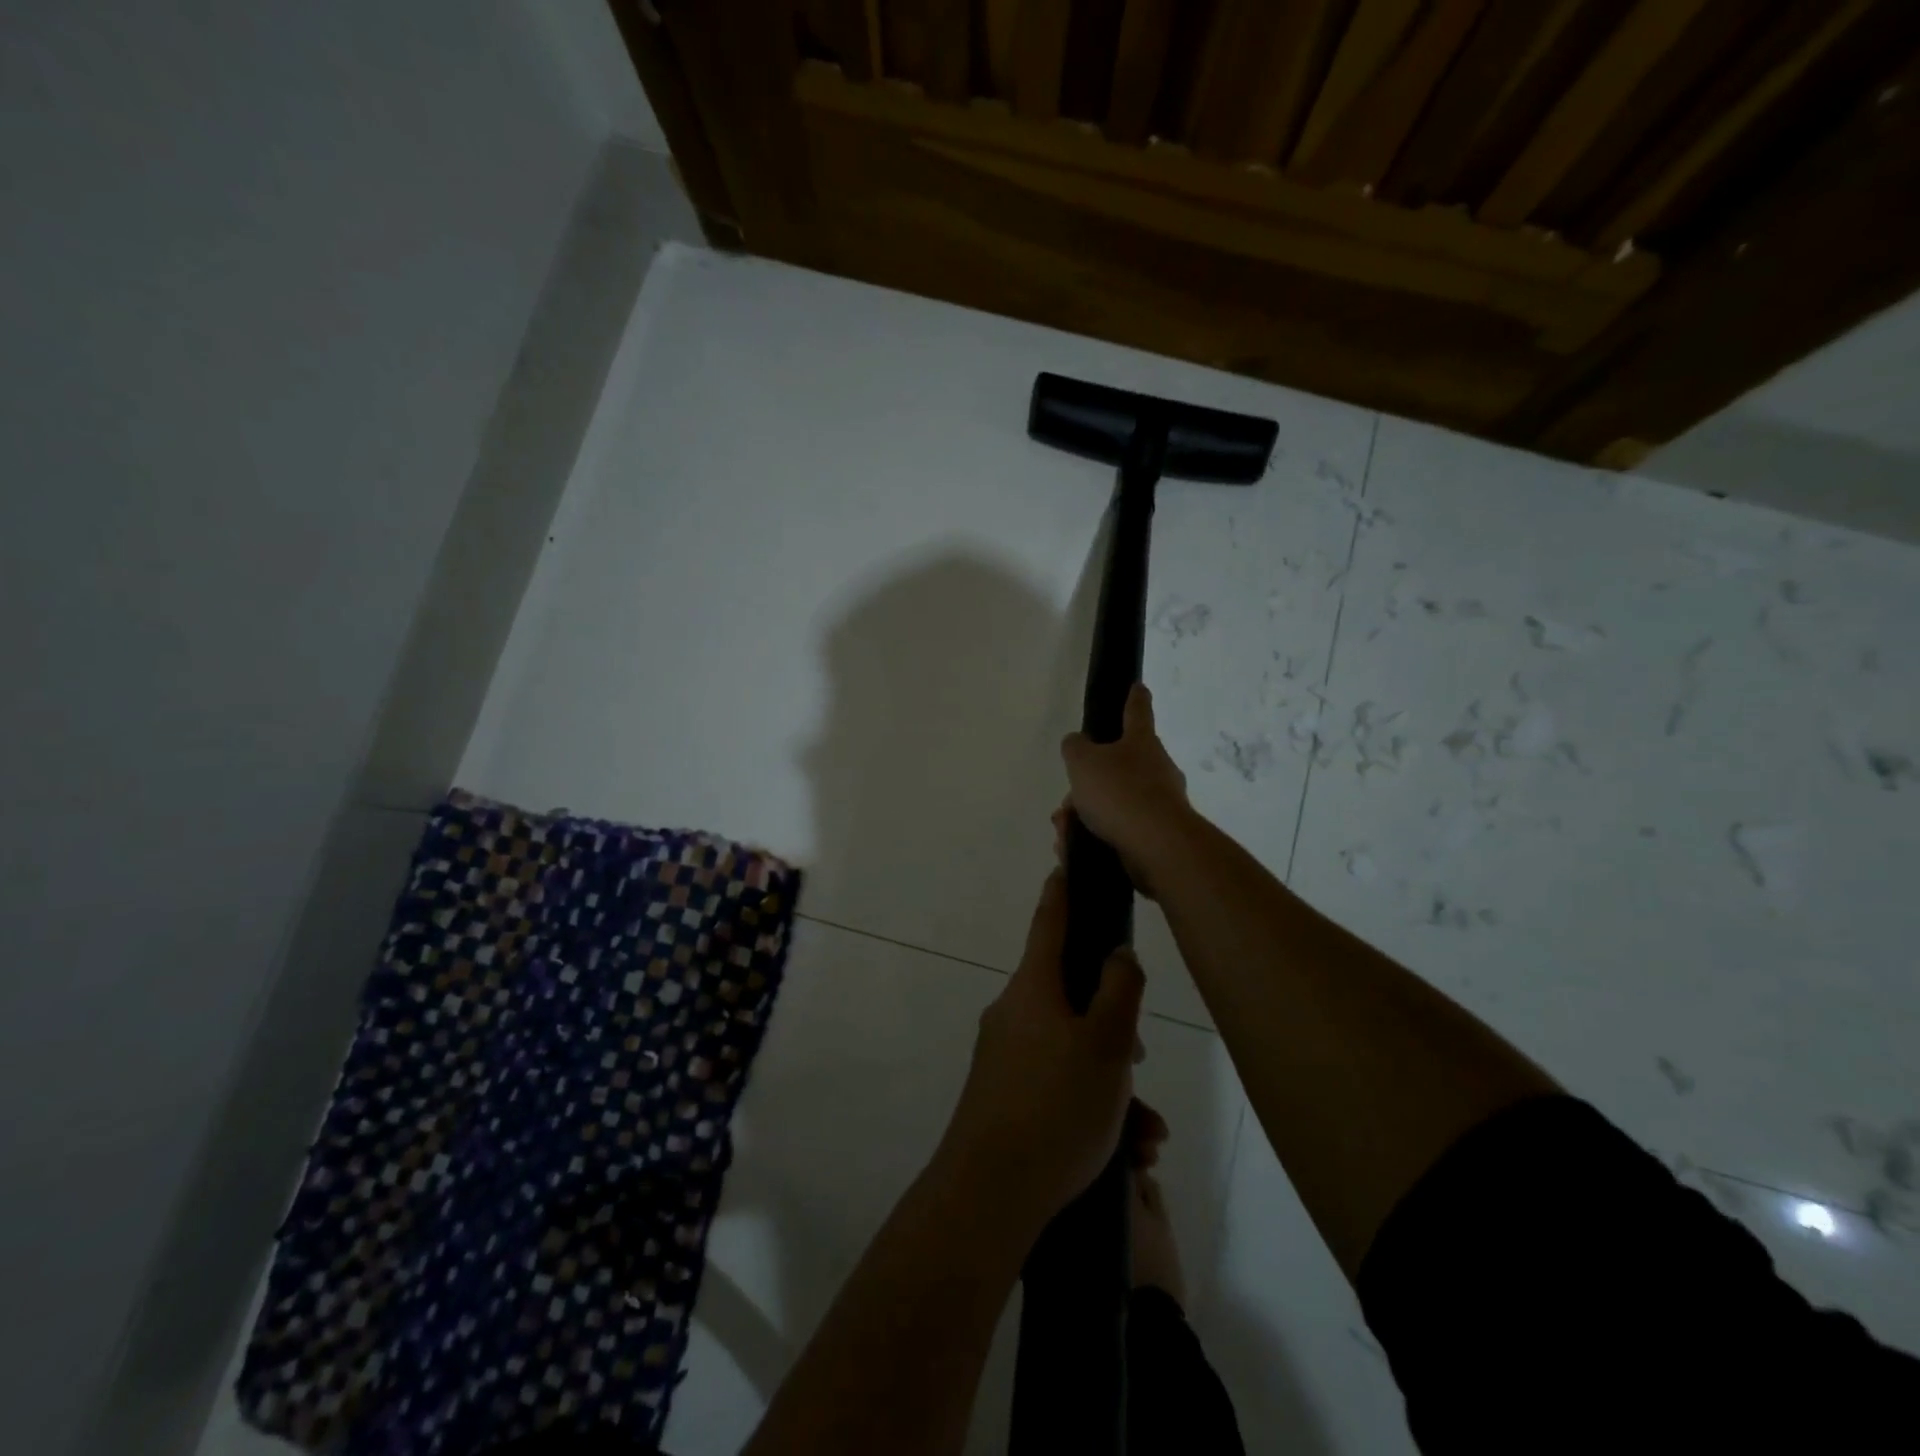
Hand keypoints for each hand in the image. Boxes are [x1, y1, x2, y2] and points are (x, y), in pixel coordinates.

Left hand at [934, 872, 1145, 1233]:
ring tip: (1146, 1134)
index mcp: (1033, 987)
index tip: (1067, 864)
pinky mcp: (1005, 1096)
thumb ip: (1118, 989)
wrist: (988, 1195)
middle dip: (1113, 1023)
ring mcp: (1005, 1056)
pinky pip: (1058, 1086)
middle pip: (1072, 996)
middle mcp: (1014, 1012)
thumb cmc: (1055, 1106)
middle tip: (1139, 1057)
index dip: (1063, 891)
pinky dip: (1093, 1108)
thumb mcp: (1105, 1044)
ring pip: (1073, 1051)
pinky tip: (1127, 1153)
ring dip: (1114, 1084)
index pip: (1050, 921)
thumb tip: (1116, 952)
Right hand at [1059, 684, 1194, 899]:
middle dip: (1091, 781)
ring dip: (1087, 813)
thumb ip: (1075, 748)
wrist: (1157, 846)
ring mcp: (1161, 802)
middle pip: (1120, 765)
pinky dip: (1096, 835)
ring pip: (1115, 801)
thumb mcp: (1083, 762)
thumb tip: (1077, 743)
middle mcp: (1157, 768)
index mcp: (1141, 742)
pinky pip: (1120, 829)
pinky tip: (1075, 848)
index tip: (1138, 686)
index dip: (1134, 697)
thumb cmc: (1119, 792)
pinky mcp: (1158, 835)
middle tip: (1068, 799)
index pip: (1137, 711)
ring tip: (1064, 829)